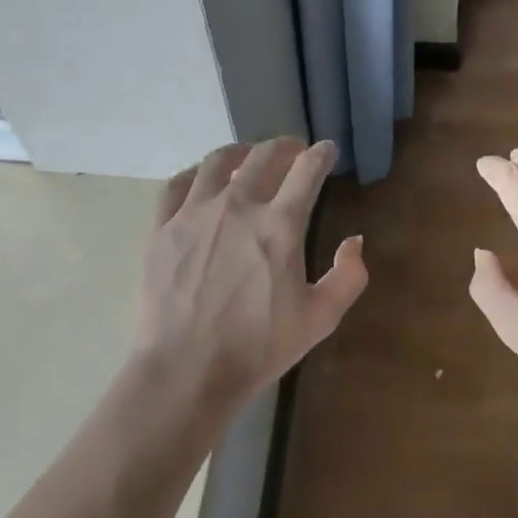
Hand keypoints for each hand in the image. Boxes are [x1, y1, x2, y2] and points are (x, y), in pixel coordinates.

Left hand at [135, 138, 367, 418]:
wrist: (185, 371)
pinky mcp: (162, 228)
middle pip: (263, 156)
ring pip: (218, 161)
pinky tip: (202, 179)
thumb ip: (348, 277)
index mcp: (280, 224)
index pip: (307, 171)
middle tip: (292, 150)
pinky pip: (177, 184)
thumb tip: (354, 241)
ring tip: (248, 157)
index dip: (321, 155)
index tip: (326, 150)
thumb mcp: (319, 319)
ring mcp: (195, 213)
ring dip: (240, 152)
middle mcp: (238, 206)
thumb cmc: (257, 348)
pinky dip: (195, 173)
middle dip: (284, 146)